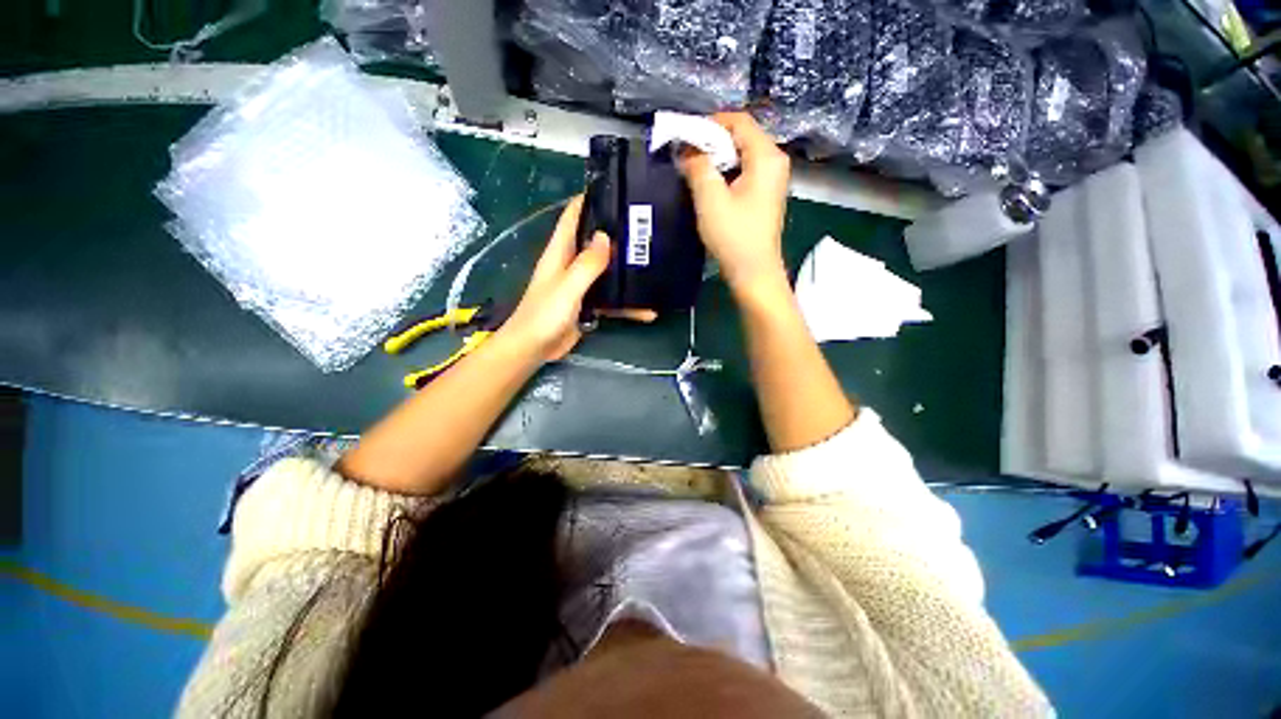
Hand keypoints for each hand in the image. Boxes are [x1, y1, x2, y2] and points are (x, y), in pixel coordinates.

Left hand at [500, 196, 653, 361]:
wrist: (535, 349)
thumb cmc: (544, 315)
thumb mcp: (567, 287)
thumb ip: (587, 264)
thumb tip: (607, 236)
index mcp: (560, 252)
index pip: (572, 217)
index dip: (588, 200)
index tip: (615, 190)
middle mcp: (571, 264)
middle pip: (595, 242)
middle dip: (617, 235)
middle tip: (646, 228)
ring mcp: (581, 286)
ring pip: (607, 271)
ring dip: (626, 271)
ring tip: (654, 265)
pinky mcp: (588, 305)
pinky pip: (611, 299)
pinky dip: (627, 304)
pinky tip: (647, 310)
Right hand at [679, 112, 791, 297]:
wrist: (754, 272)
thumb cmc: (734, 237)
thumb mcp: (710, 199)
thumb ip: (697, 166)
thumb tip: (687, 148)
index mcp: (766, 157)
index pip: (739, 121)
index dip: (710, 123)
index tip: (685, 136)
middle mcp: (775, 161)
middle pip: (741, 136)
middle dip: (711, 142)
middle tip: (686, 155)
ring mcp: (772, 179)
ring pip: (741, 155)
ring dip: (717, 159)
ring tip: (694, 170)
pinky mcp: (765, 195)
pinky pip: (744, 171)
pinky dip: (726, 173)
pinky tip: (710, 186)